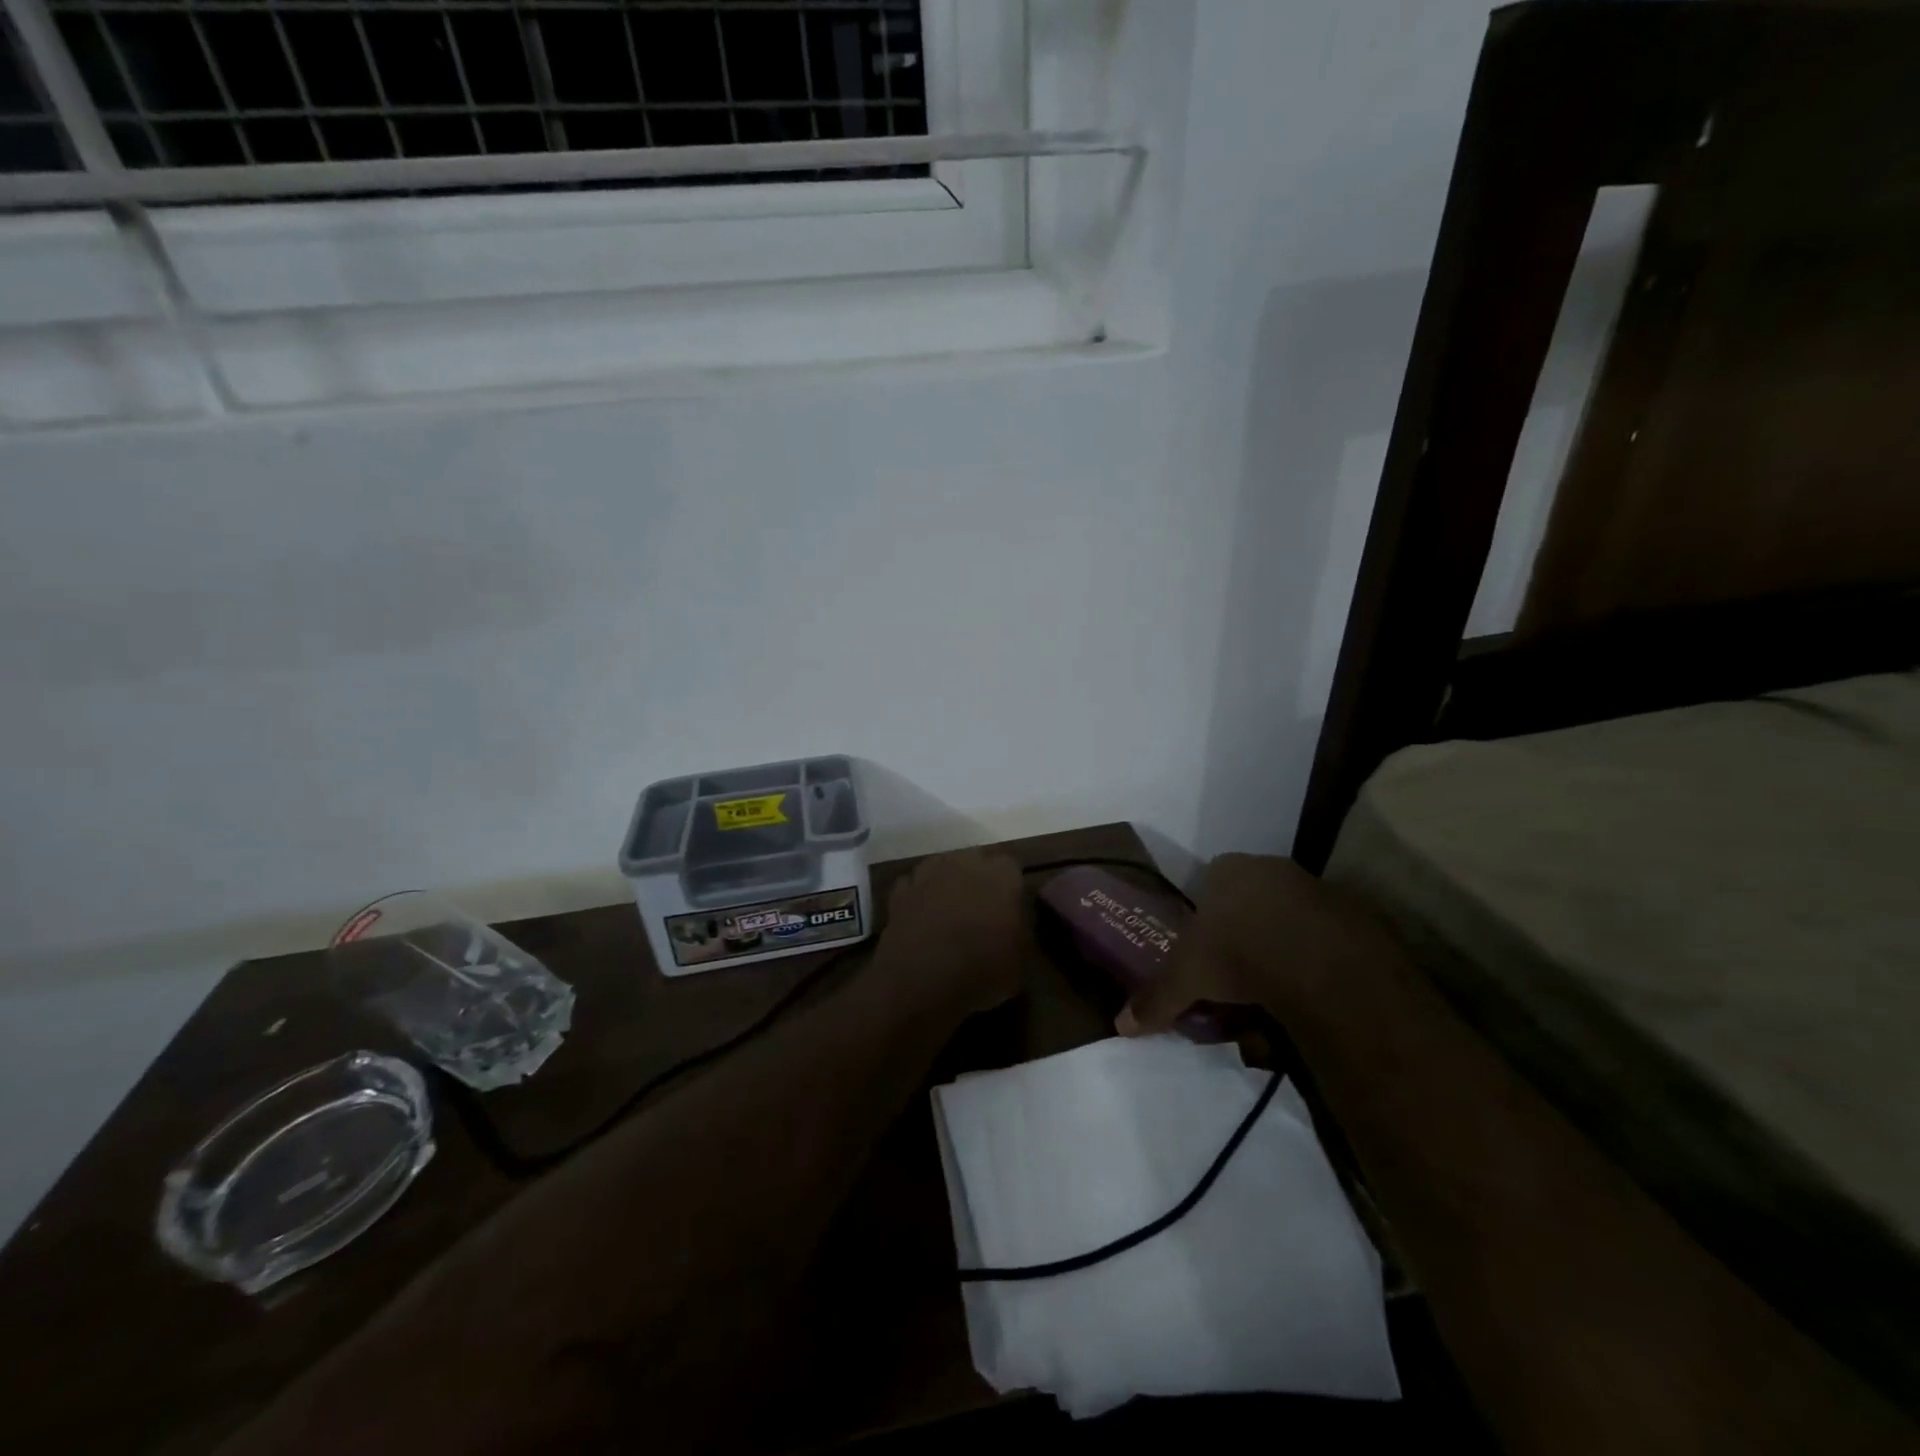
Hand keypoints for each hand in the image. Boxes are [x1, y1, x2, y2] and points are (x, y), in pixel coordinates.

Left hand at [877, 849, 1028, 1017]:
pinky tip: (922, 916)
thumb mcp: (1021, 962)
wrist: (920, 979)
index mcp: (1001, 876)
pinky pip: (913, 885)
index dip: (1010, 887)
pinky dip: (918, 896)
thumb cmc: (981, 969)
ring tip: (949, 910)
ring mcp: (928, 874)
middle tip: (980, 908)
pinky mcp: (900, 891)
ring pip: (941, 866)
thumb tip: (1015, 926)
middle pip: (975, 859)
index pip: (1011, 867)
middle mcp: (965, 864)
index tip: (1010, 907)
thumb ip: (1021, 933)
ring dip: (946, 882)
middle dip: (978, 878)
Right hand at [1117, 853, 1379, 1035]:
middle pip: (1252, 901)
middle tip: (1237, 978)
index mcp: (1230, 869)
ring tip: (1274, 997)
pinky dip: (1316, 963)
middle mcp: (1273, 869)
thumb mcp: (1187, 978)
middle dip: (1244, 935)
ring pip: (1290, 921)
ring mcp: (1319, 890)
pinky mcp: (1358, 918)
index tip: (1205, 949)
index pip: (1210, 880)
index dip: (1205, 914)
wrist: (1325, 968)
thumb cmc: (1240, 954)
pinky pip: (1326, 940)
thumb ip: (1155, 998)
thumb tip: (1120, 1026)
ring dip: (1281, 951)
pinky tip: (1311, 996)